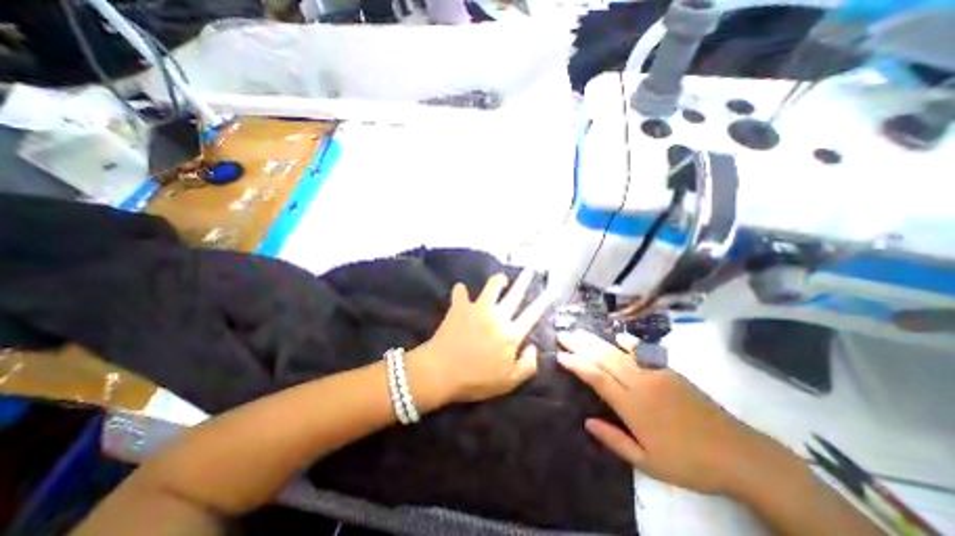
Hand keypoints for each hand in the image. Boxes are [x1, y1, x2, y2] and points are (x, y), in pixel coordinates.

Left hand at [409, 272, 551, 405]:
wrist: (441, 372)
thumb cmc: (475, 380)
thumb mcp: (508, 382)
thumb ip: (527, 366)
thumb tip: (533, 348)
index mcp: (511, 334)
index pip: (532, 314)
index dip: (543, 301)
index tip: (550, 290)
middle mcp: (497, 316)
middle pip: (515, 294)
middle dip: (525, 280)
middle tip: (530, 270)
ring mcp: (478, 309)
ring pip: (492, 286)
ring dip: (498, 280)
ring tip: (501, 279)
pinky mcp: (460, 307)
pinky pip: (460, 292)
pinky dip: (461, 290)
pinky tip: (461, 291)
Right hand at [562, 330, 782, 497]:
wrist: (739, 454)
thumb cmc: (689, 463)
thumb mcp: (648, 463)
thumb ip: (614, 440)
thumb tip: (587, 422)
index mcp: (632, 405)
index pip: (596, 377)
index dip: (576, 364)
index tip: (560, 355)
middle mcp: (640, 383)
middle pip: (603, 358)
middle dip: (580, 345)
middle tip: (563, 335)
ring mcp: (655, 373)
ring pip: (618, 352)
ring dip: (596, 340)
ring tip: (580, 332)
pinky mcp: (669, 371)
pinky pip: (643, 352)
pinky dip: (628, 342)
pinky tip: (617, 336)